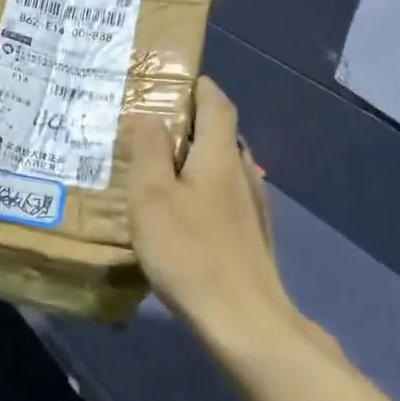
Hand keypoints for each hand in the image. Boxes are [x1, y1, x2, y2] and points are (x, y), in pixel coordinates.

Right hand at [127, 77, 303, 348]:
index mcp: (218, 156)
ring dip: (195, 157)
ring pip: (223, 167)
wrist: (244, 320)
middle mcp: (242, 173)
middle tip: (150, 124)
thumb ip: (149, 150)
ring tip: (159, 166)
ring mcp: (252, 208)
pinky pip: (224, 196)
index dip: (199, 86)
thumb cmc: (190, 251)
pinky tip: (182, 212)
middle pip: (221, 133)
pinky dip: (202, 189)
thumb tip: (147, 113)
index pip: (216, 103)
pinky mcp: (251, 237)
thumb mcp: (153, 196)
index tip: (173, 80)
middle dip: (191, 121)